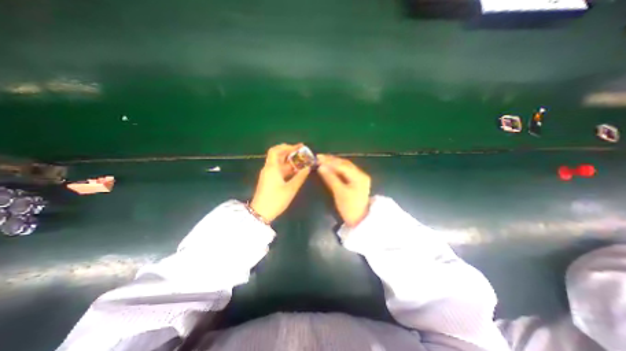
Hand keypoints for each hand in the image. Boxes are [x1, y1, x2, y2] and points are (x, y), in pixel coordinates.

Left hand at [249, 142, 308, 221]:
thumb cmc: (275, 200)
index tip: (298, 147)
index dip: (286, 146)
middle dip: (289, 152)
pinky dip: (286, 168)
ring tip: (301, 160)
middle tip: (301, 152)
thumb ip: (300, 177)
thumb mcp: (290, 189)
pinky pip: (278, 170)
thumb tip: (308, 168)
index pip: (276, 150)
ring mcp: (268, 174)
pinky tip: (295, 170)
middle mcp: (268, 168)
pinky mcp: (268, 180)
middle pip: (277, 155)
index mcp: (272, 168)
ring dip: (289, 160)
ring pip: (278, 163)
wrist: (260, 213)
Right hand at [318, 155, 369, 225]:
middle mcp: (360, 174)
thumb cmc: (349, 207)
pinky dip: (337, 168)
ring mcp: (359, 177)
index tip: (318, 158)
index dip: (329, 161)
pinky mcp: (356, 181)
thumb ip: (330, 178)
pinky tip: (330, 167)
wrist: (359, 220)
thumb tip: (320, 167)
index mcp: (359, 176)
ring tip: (322, 159)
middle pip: (344, 164)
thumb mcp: (339, 193)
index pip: (342, 165)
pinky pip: (345, 171)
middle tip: (318, 157)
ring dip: (334, 163)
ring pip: (345, 167)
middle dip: (331, 160)